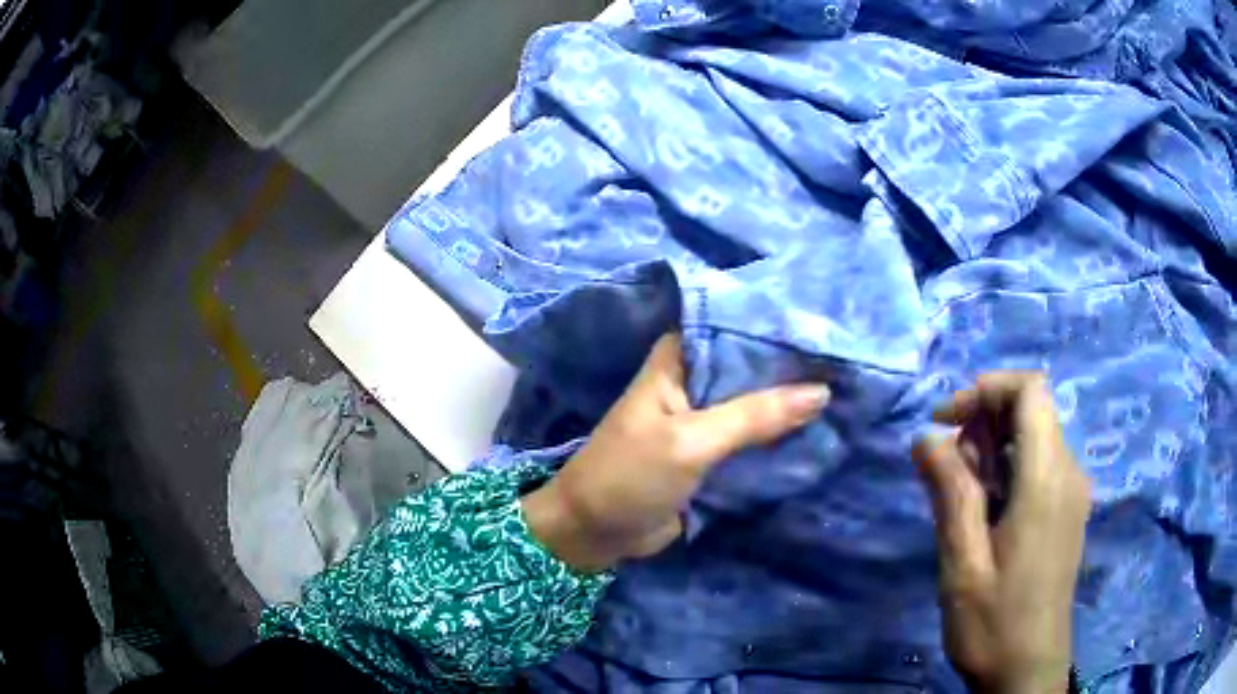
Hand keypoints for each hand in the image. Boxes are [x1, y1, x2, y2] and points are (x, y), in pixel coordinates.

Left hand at [523, 333, 829, 572]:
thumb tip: (821, 391)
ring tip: (852, 389)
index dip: (781, 328)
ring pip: (758, 403)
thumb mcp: (691, 441)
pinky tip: (825, 428)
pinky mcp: (713, 453)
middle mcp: (696, 380)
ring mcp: (706, 418)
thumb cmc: (629, 476)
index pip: (738, 328)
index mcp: (680, 359)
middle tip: (853, 361)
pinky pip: (754, 438)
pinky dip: (782, 436)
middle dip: (796, 369)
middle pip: (753, 367)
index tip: (832, 327)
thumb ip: (754, 416)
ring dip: (793, 404)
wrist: (594, 533)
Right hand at [914, 372, 1091, 693]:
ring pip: (1034, 437)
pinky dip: (1008, 471)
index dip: (987, 389)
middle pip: (1031, 410)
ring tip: (963, 500)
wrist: (1028, 670)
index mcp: (1047, 478)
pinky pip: (1040, 465)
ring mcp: (1072, 491)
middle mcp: (1069, 472)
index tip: (947, 421)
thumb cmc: (994, 623)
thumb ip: (949, 494)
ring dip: (993, 451)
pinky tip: (986, 514)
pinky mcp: (1068, 510)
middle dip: (984, 423)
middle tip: (947, 471)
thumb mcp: (962, 564)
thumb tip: (927, 437)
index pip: (1030, 389)